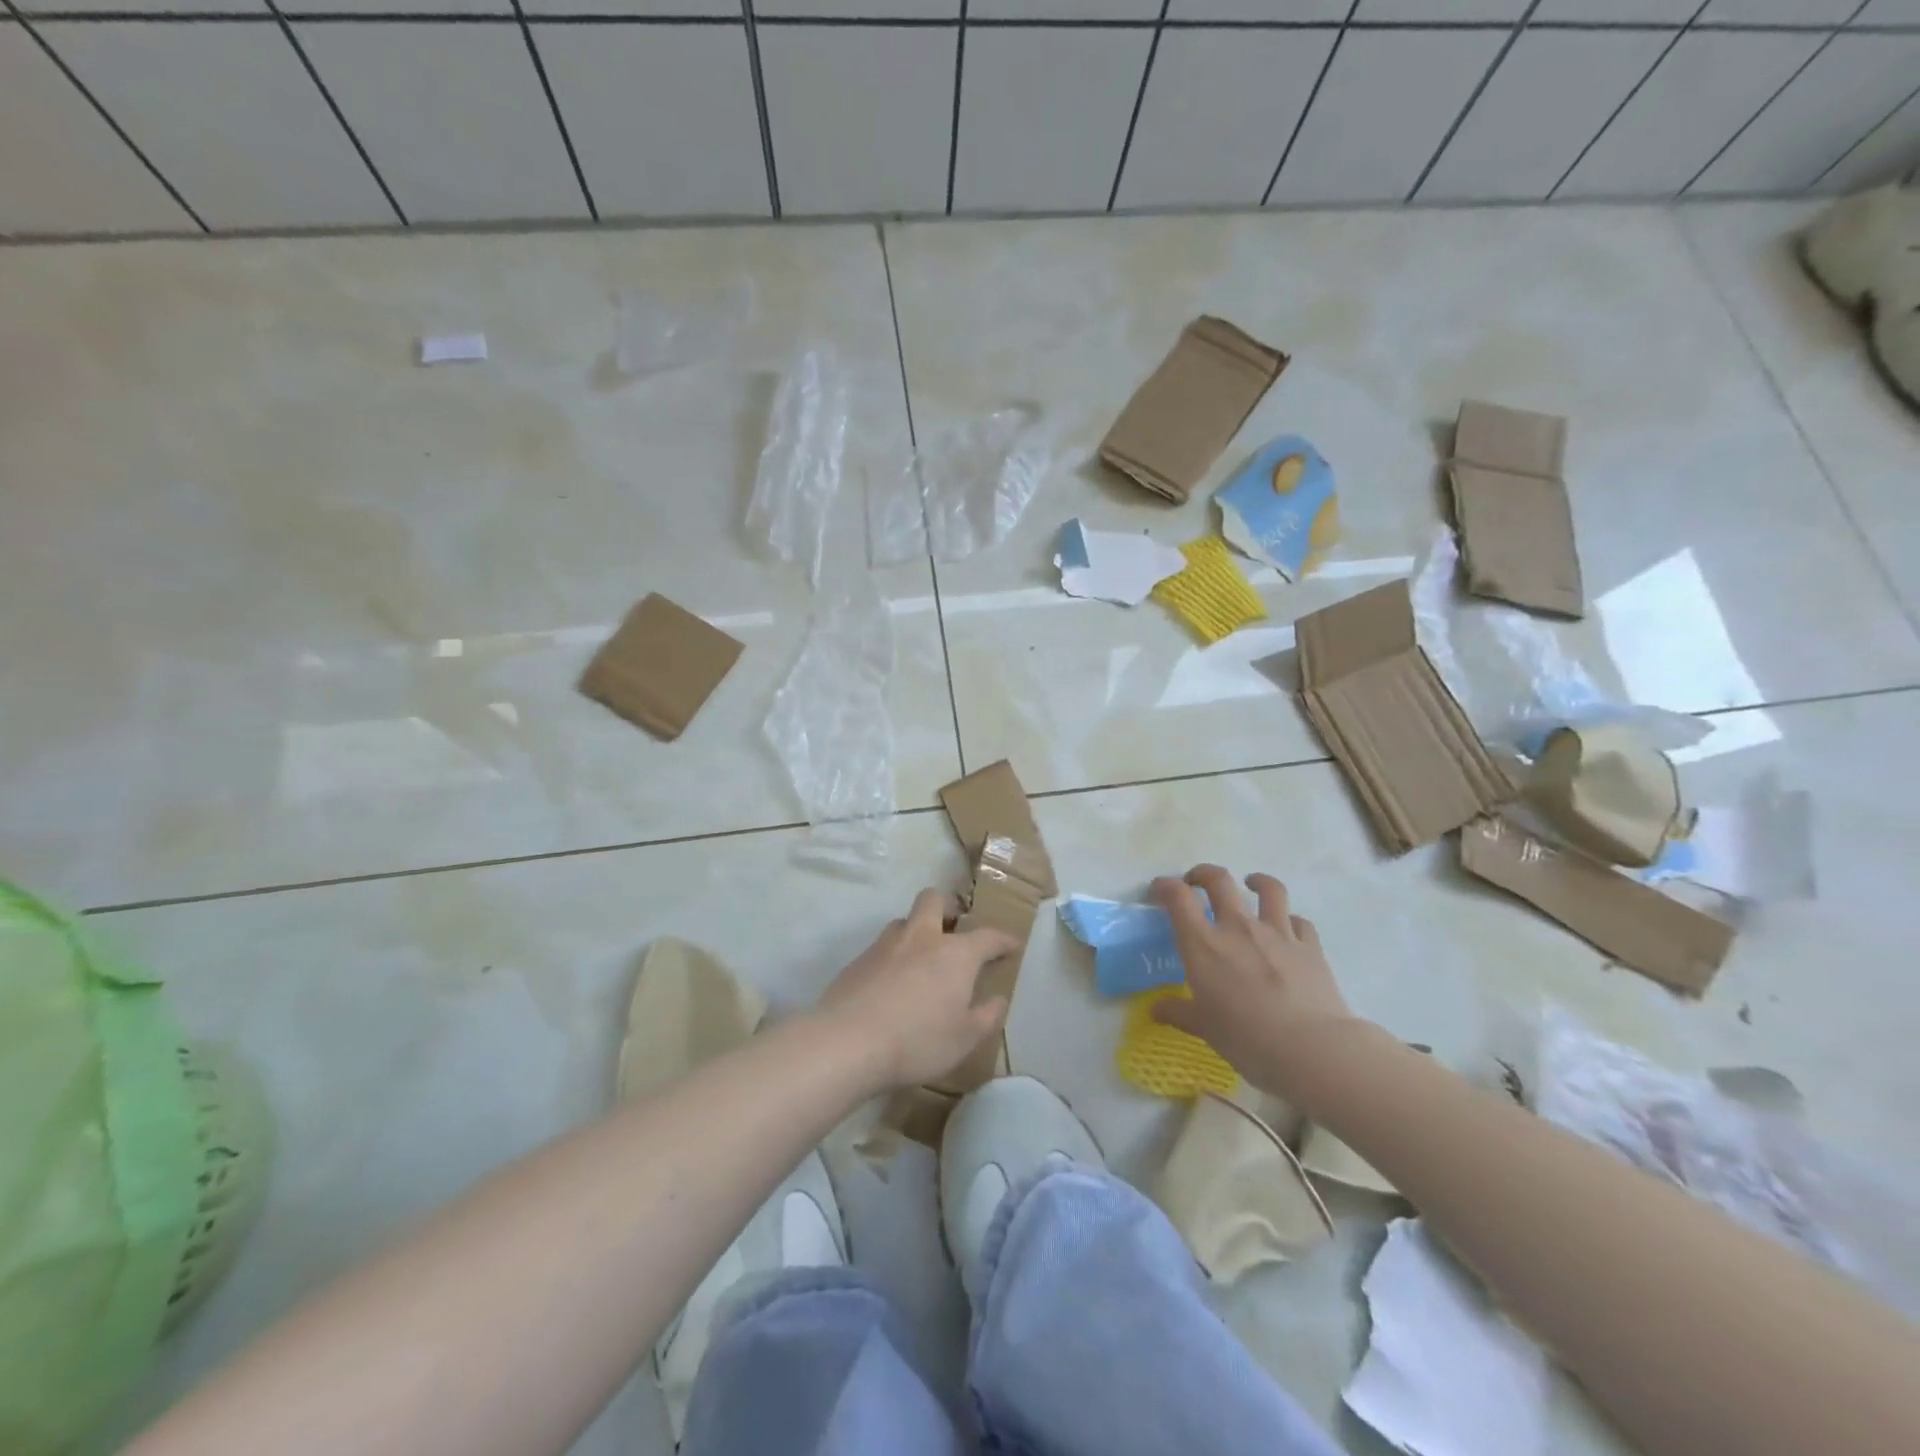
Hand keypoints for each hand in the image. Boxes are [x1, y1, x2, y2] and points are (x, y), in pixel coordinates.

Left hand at [816, 889, 1018, 1090]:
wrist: (848, 1042)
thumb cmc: (918, 1041)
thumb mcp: (964, 1039)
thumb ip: (986, 1017)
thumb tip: (997, 999)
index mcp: (955, 953)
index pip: (987, 936)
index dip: (1003, 939)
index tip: (1012, 944)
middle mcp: (921, 938)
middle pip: (934, 900)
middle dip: (948, 907)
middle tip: (954, 928)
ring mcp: (885, 945)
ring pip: (904, 921)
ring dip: (917, 931)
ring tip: (921, 959)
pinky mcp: (858, 960)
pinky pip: (882, 948)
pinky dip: (893, 957)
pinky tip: (892, 984)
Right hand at [1149, 865, 1356, 1095]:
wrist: (1311, 1048)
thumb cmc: (1247, 1039)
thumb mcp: (1205, 1029)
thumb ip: (1179, 1013)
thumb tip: (1156, 1010)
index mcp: (1204, 945)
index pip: (1178, 898)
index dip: (1165, 886)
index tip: (1159, 890)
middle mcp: (1238, 928)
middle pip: (1218, 881)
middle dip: (1203, 874)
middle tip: (1196, 882)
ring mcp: (1277, 932)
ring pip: (1269, 889)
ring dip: (1257, 882)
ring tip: (1251, 884)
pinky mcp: (1309, 946)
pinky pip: (1299, 922)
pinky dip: (1291, 921)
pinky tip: (1288, 930)